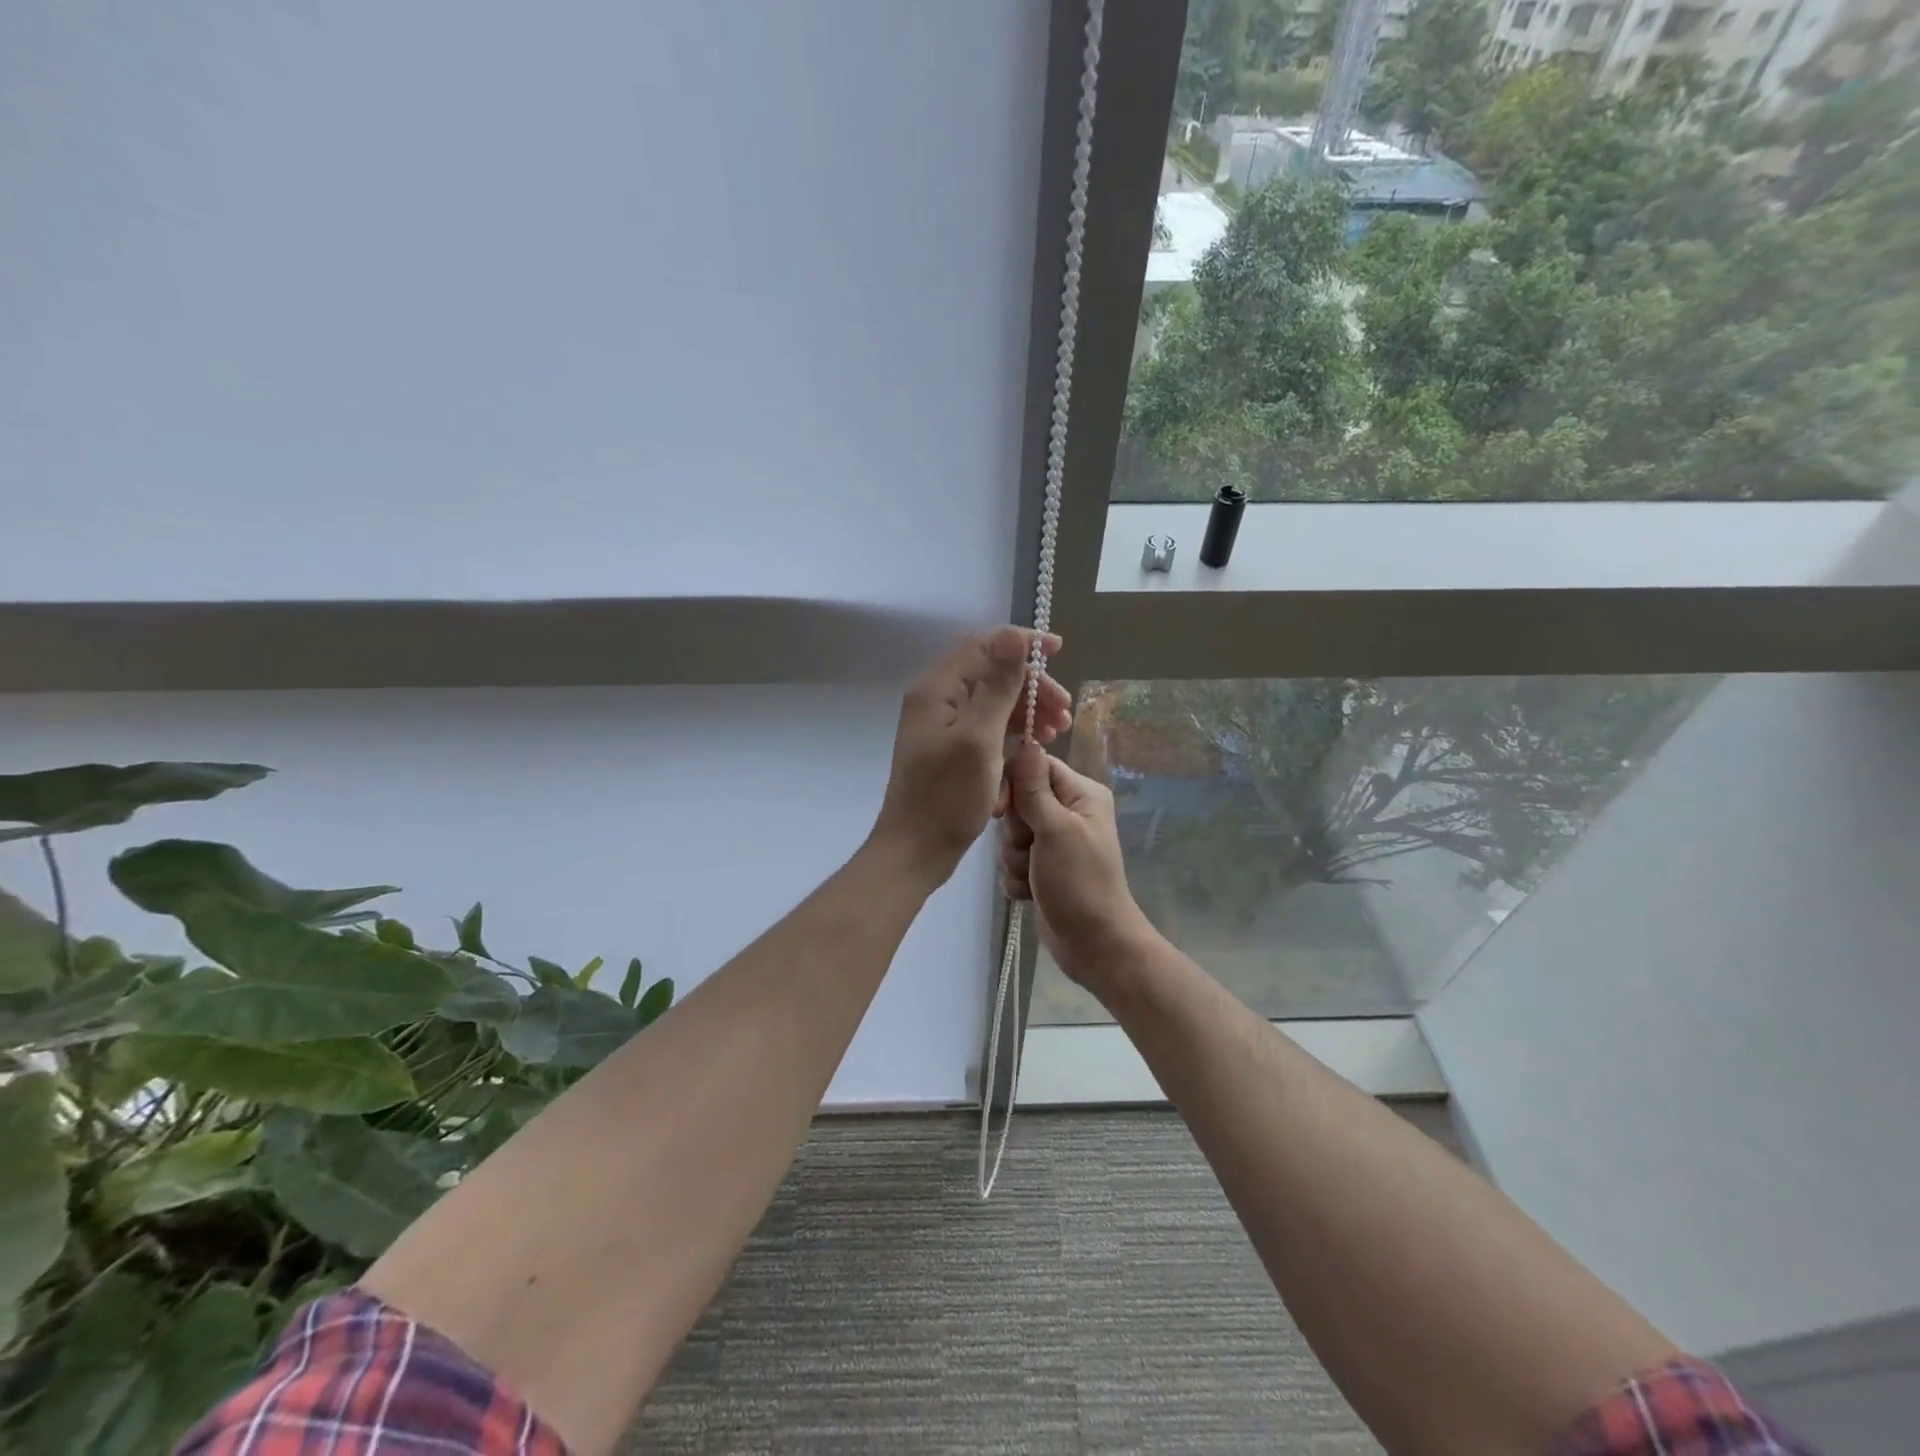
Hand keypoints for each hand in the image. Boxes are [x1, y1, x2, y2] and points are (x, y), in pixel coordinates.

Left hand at [870, 627, 1070, 886]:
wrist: (916, 850)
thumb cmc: (947, 797)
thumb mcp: (980, 738)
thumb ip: (998, 686)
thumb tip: (1014, 635)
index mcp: (937, 689)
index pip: (983, 645)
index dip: (1022, 644)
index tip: (1058, 651)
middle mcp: (938, 699)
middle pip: (992, 674)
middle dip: (1032, 686)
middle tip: (1065, 711)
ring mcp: (944, 725)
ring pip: (994, 702)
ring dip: (1028, 711)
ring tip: (1058, 731)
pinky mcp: (953, 748)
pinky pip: (988, 727)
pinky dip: (1014, 732)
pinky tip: (1036, 746)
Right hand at [995, 743, 1154, 988]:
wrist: (1093, 944)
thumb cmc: (1079, 882)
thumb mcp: (1056, 829)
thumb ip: (1034, 788)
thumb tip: (1024, 741)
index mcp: (1081, 794)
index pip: (1035, 766)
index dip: (1013, 784)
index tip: (1003, 810)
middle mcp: (1069, 812)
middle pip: (1019, 801)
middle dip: (1015, 830)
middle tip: (1030, 849)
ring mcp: (1055, 842)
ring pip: (1011, 834)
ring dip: (1014, 858)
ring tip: (1034, 876)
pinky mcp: (1042, 868)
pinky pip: (1012, 861)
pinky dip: (1017, 877)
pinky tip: (1032, 892)